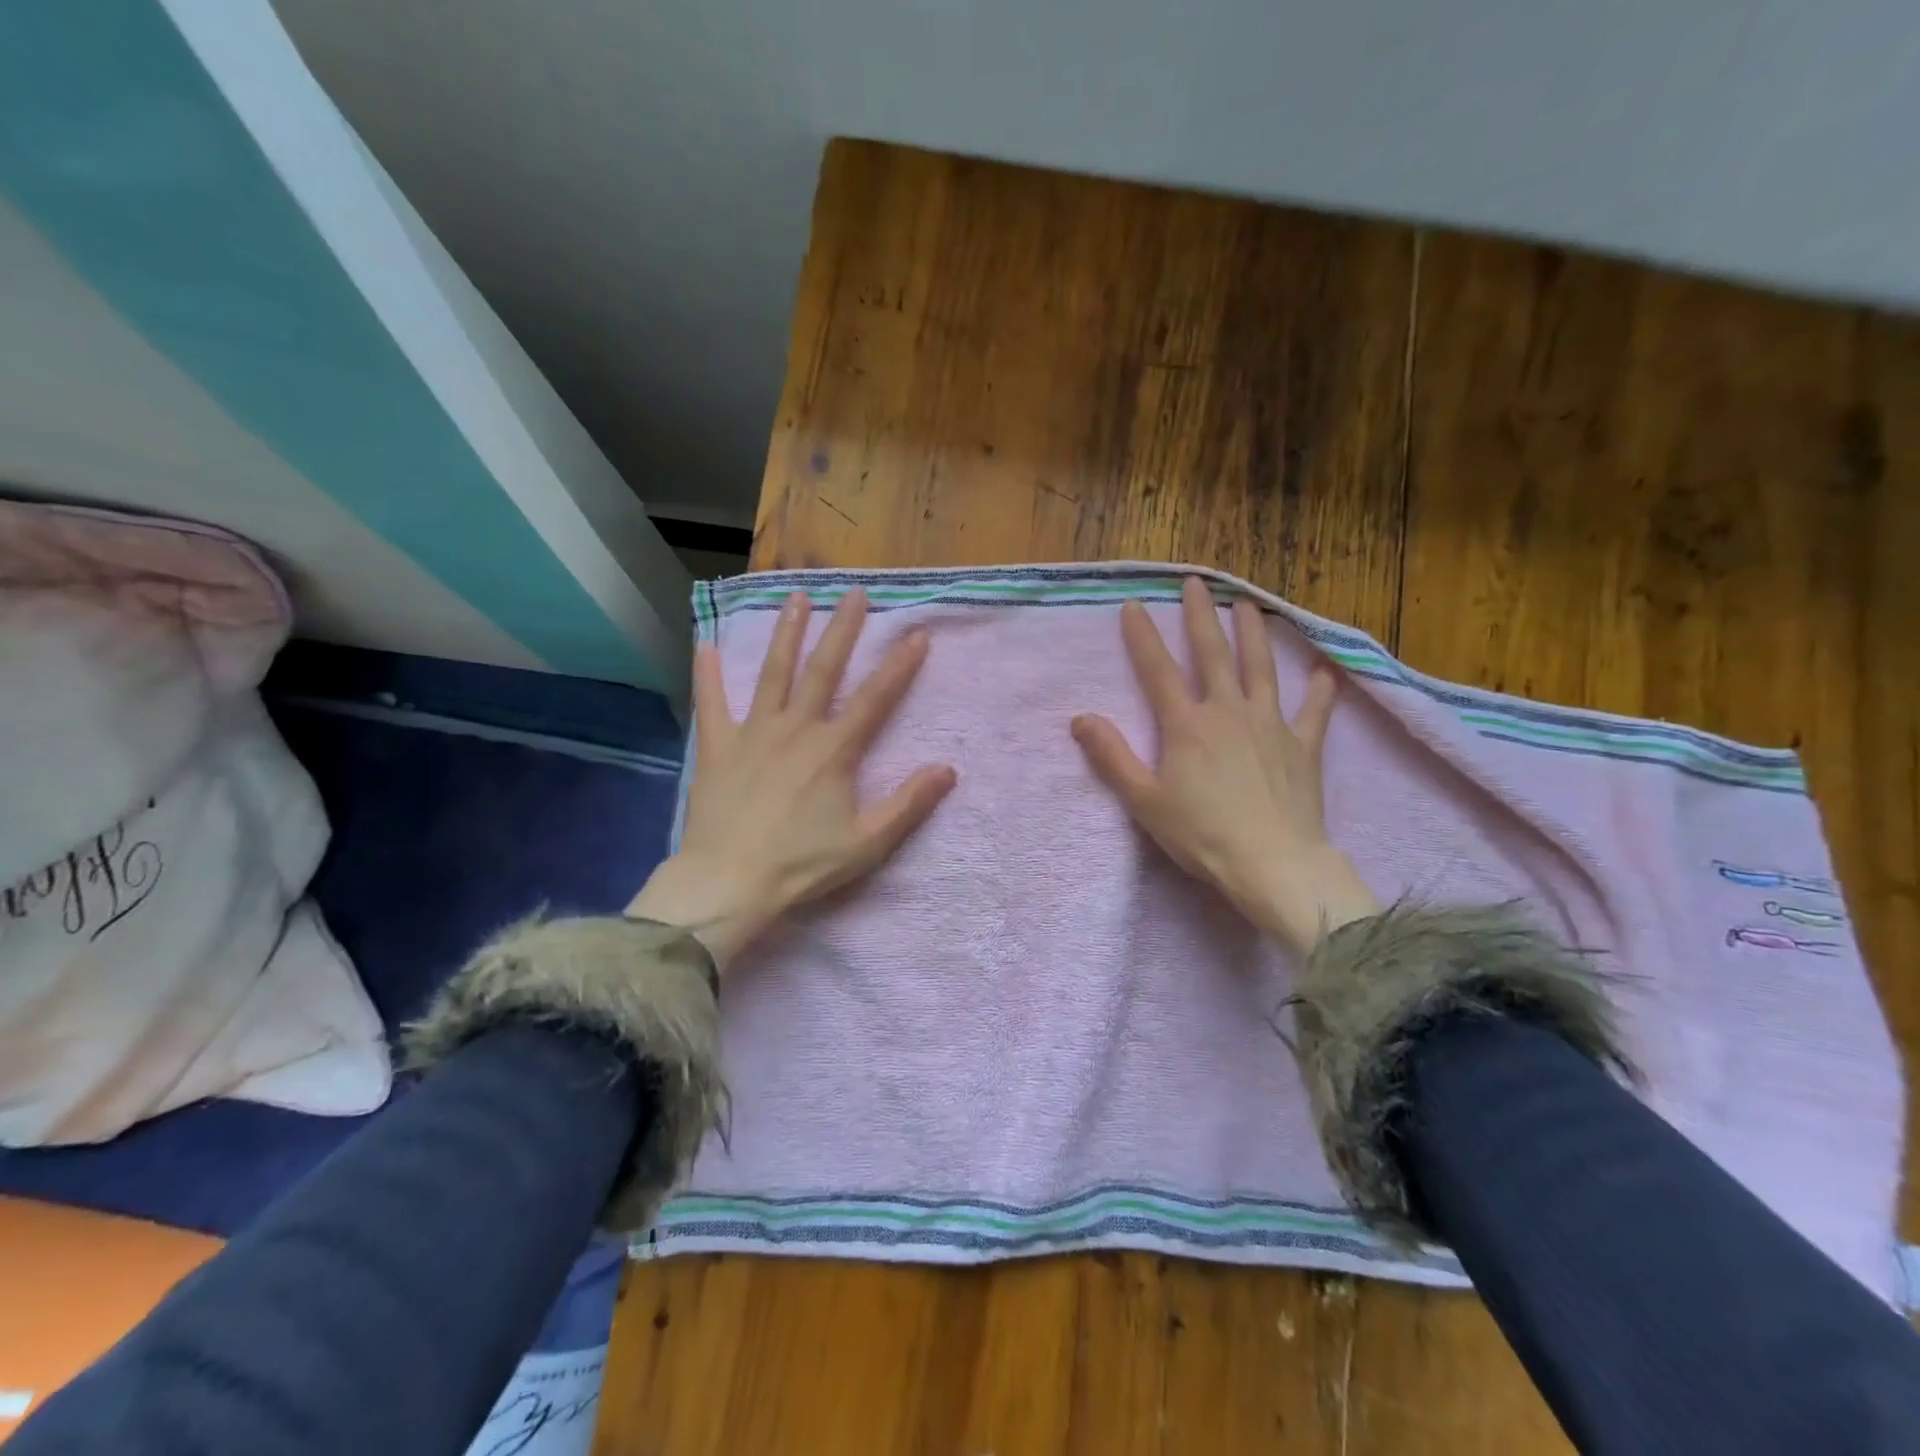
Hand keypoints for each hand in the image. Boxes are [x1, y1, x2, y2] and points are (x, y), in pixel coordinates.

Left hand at [627, 588, 956, 971]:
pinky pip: (711, 704)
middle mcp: (795, 729)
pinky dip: (707, 675)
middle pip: (823, 670)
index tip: (917, 633)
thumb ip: (908, 803)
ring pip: (773, 674)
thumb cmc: (802, 865)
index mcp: (834, 751)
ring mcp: (753, 734)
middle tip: (855, 593)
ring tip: (796, 598)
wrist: (729, 883)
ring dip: (787, 634)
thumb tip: (948, 769)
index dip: (899, 665)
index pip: (875, 698)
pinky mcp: (717, 747)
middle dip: (843, 630)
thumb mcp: (867, 843)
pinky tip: (705, 645)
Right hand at [1070, 577, 1379, 954]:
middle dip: (1201, 616)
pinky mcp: (1303, 746)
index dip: (1143, 637)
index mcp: (1187, 725)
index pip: (1158, 670)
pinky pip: (1313, 711)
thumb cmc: (1201, 834)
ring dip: (1254, 634)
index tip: (1134, 605)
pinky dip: (1319, 691)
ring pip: (1261, 668)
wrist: (1272, 863)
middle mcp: (1228, 712)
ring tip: (1249, 604)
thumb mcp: (1143, 800)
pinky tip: (1324, 672)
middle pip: (1213, 654)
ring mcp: (1270, 725)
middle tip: (1197, 583)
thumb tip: (1081, 718)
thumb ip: (1112, 756)